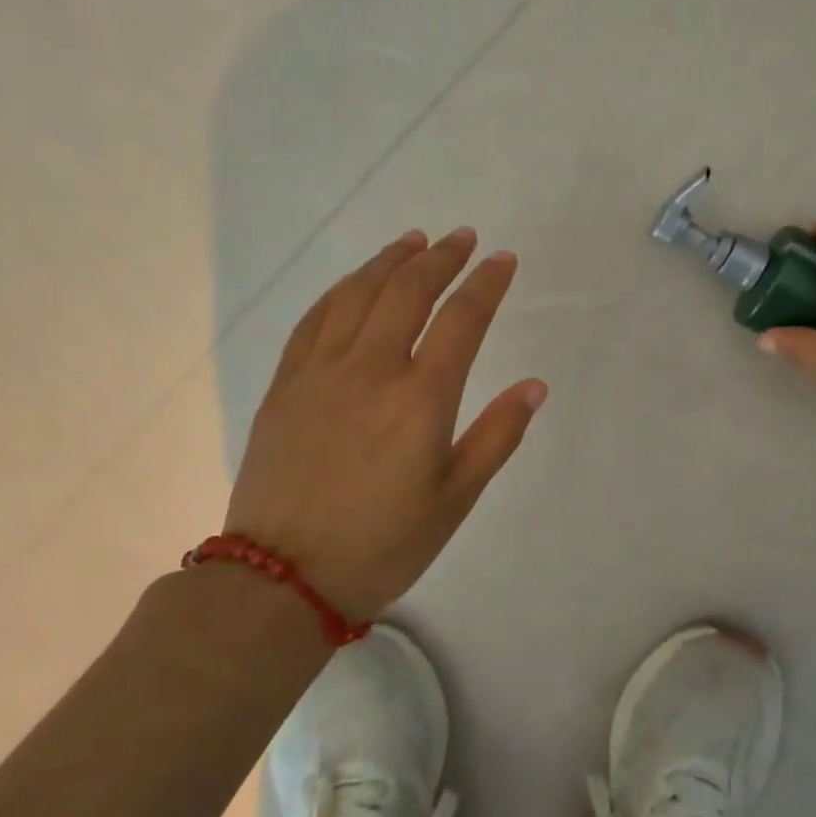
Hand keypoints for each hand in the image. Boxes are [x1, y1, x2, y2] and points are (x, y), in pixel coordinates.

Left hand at [224, 228, 546, 622]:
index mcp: (420, 399)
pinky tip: (355, 282)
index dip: (486, 283)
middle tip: (462, 238)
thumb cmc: (383, 543)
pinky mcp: (286, 385)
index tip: (503, 260)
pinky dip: (342, 290)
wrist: (281, 578)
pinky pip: (315, 319)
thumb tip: (534, 386)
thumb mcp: (456, 498)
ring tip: (414, 242)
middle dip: (440, 258)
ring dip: (390, 261)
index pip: (462, 319)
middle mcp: (370, 370)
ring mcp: (320, 372)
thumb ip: (497, 435)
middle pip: (408, 291)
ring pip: (358, 294)